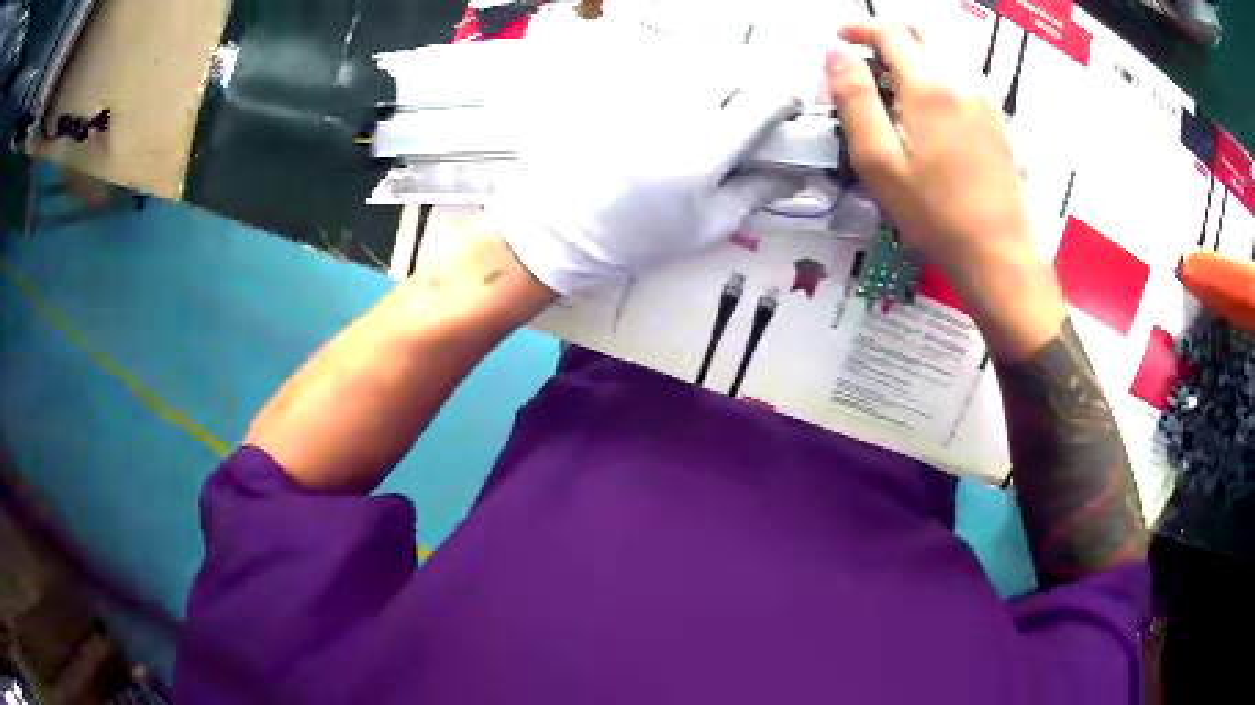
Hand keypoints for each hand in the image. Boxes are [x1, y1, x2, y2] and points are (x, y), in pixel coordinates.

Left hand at [489, 83, 801, 295]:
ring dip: (708, 86)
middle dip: (744, 90)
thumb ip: (757, 193)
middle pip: (731, 73)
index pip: (766, 100)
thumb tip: (797, 175)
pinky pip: (656, 73)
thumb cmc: (638, 238)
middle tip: (738, 119)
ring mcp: (642, 94)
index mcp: (709, 147)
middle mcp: (678, 108)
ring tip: (695, 119)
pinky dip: (671, 87)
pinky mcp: (613, 90)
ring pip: (694, 69)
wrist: (559, 229)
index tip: (788, 109)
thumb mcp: (707, 228)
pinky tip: (659, 116)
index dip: (786, 100)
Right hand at [827, 21, 1064, 358]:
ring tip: (893, 75)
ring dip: (916, 49)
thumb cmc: (933, 213)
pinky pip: (963, 74)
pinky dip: (938, 68)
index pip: (890, 33)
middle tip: (866, 49)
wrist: (997, 253)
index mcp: (928, 86)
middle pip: (923, 31)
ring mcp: (984, 99)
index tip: (839, 37)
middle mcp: (960, 80)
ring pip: (946, 50)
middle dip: (890, 30)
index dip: (860, 28)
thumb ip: (854, 98)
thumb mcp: (878, 161)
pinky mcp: (996, 119)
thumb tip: (835, 53)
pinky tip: (928, 99)